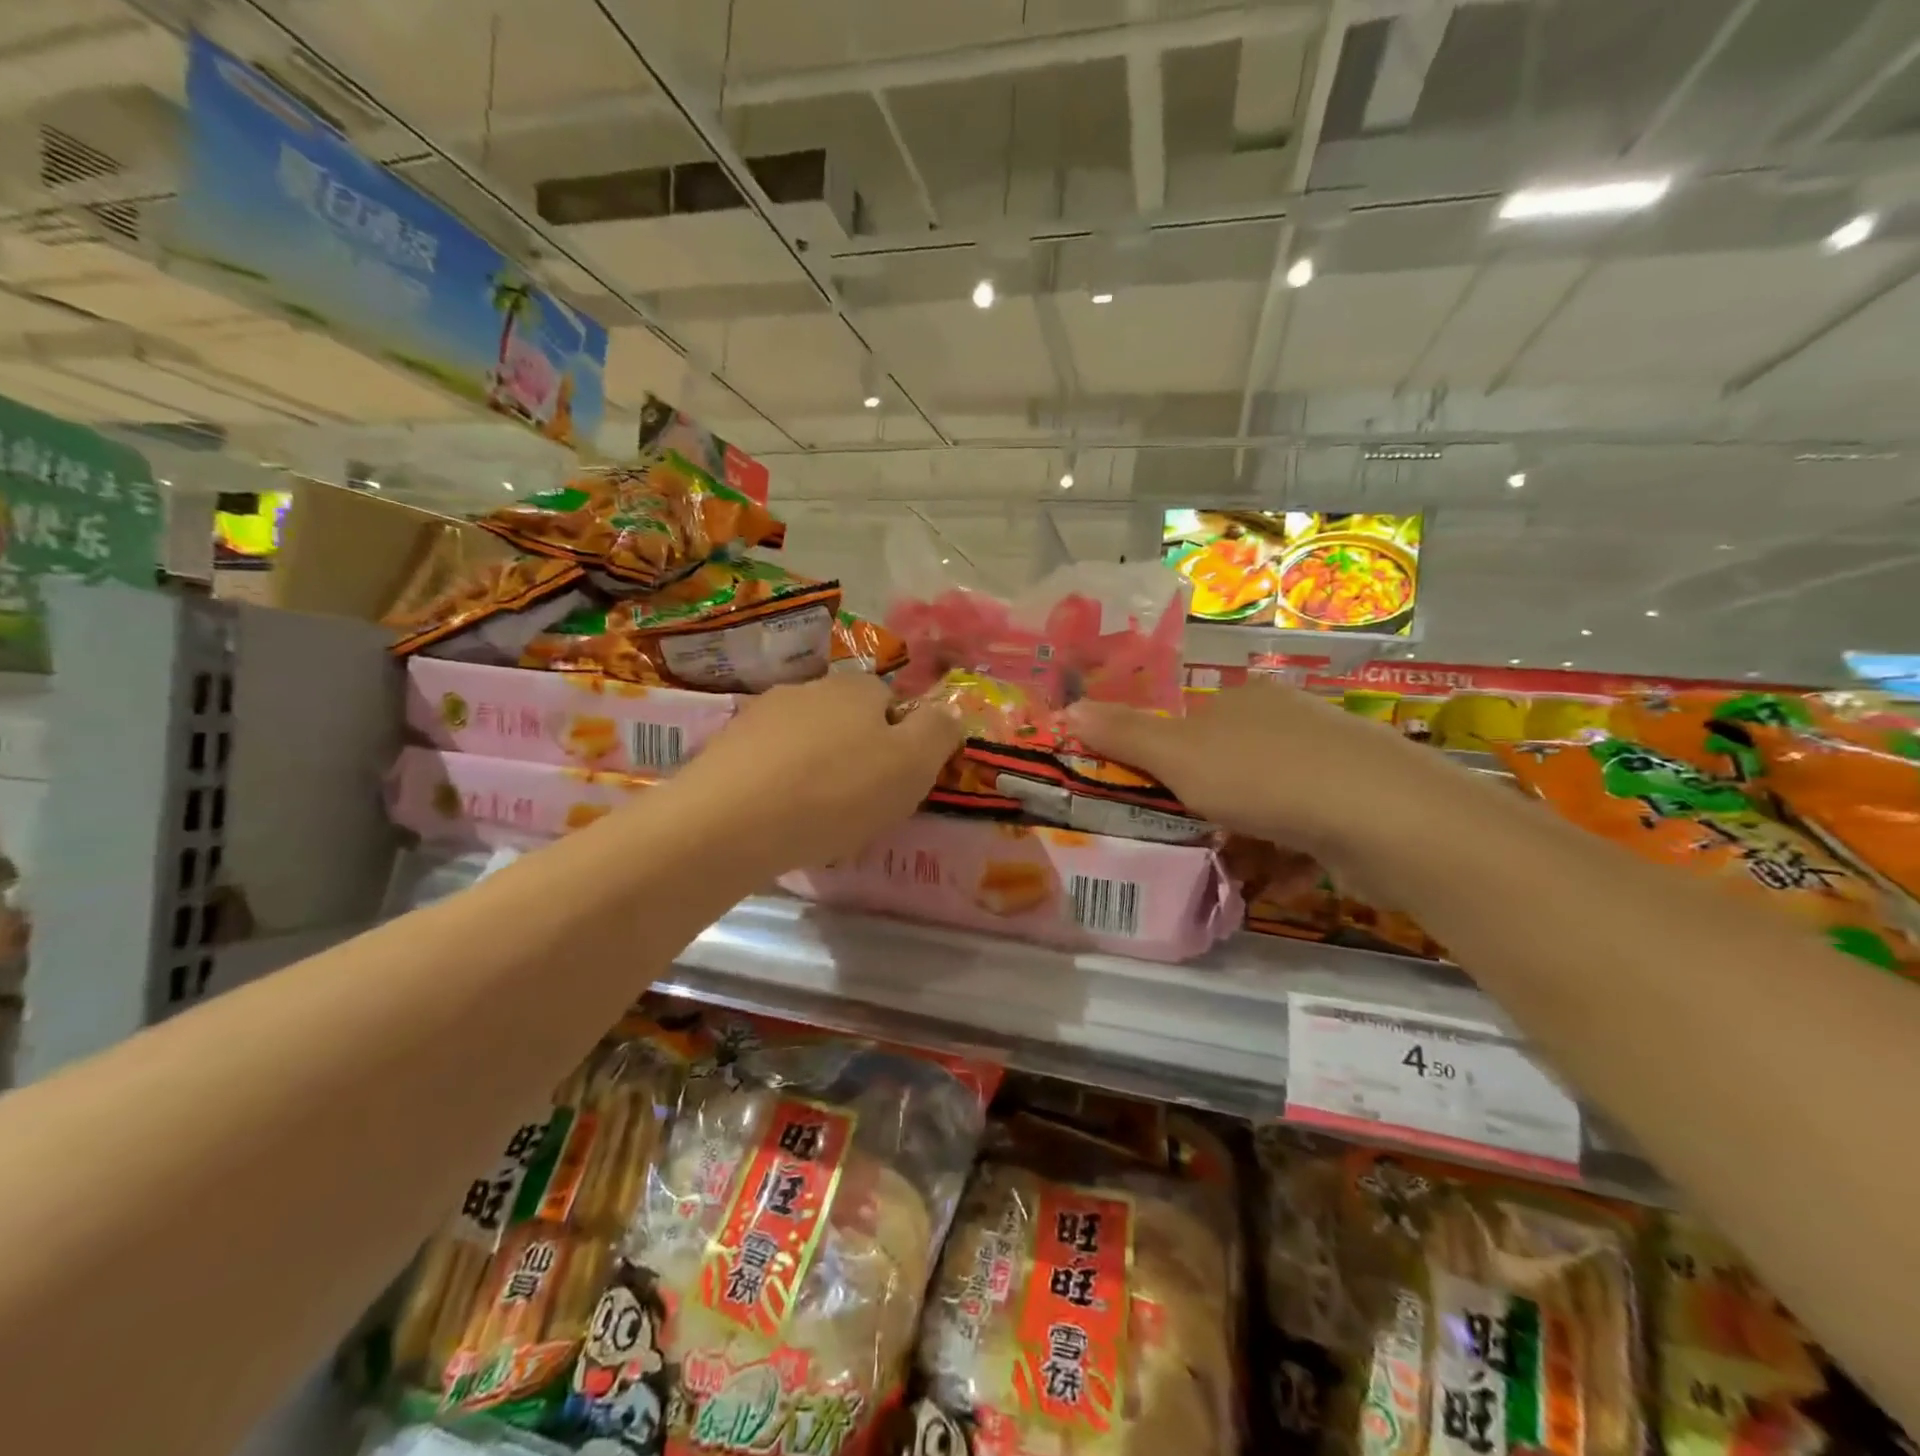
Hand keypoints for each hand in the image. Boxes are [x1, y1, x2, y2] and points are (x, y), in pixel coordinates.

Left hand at [656, 673, 963, 875]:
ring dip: (817, 771)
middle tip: (861, 803)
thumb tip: (950, 710)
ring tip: (817, 818)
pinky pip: (769, 765)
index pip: (891, 702)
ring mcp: (760, 716)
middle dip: (858, 755)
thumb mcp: (912, 764)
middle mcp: (808, 689)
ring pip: (806, 743)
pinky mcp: (726, 749)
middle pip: (847, 720)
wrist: (730, 822)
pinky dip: (780, 787)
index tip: (898, 782)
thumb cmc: (837, 791)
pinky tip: (779, 819)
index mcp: (856, 688)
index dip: (902, 741)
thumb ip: (939, 732)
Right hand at [1065, 681, 1457, 854]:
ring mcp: (1329, 763)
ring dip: (1241, 837)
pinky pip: (1302, 830)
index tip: (1149, 801)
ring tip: (1224, 869)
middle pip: (1227, 765)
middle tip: (1183, 839)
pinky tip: (1271, 879)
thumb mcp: (1178, 755)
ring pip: (1265, 802)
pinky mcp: (1357, 806)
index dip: (1163, 763)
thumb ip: (1124, 735)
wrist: (1384, 818)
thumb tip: (1067, 709)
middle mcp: (1288, 722)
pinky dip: (1282, 855)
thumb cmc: (1264, 777)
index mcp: (1245, 701)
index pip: (1189, 727)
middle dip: (1203, 806)